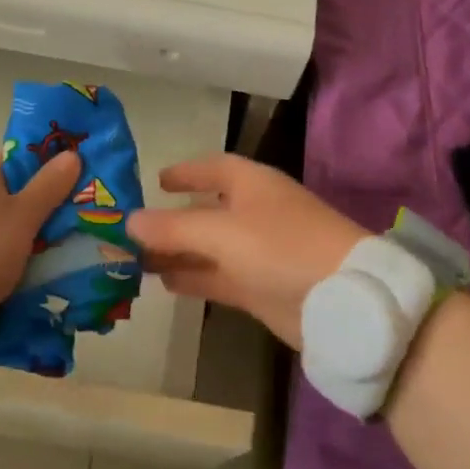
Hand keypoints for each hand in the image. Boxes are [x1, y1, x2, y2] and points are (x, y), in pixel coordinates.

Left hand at [0, 151, 81, 367]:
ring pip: (27, 240)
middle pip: (28, 203)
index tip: (88, 166)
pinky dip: (41, 275)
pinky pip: (20, 273)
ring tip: (101, 247)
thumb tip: (71, 154)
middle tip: (104, 211)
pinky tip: (75, 278)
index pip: (21, 161)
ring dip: (55, 246)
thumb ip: (47, 187)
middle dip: (62, 209)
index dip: (52, 160)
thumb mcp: (18, 215)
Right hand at [125, 153, 367, 349]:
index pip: (214, 169)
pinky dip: (194, 278)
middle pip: (206, 211)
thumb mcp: (221, 232)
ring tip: (137, 261)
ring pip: (209, 248)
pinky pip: (218, 277)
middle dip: (172, 220)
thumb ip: (173, 227)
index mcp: (251, 185)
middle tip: (131, 232)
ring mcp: (259, 252)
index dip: (186, 173)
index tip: (156, 181)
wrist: (340, 299)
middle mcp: (254, 214)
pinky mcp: (261, 287)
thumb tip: (129, 220)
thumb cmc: (281, 247)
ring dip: (177, 253)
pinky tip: (165, 284)